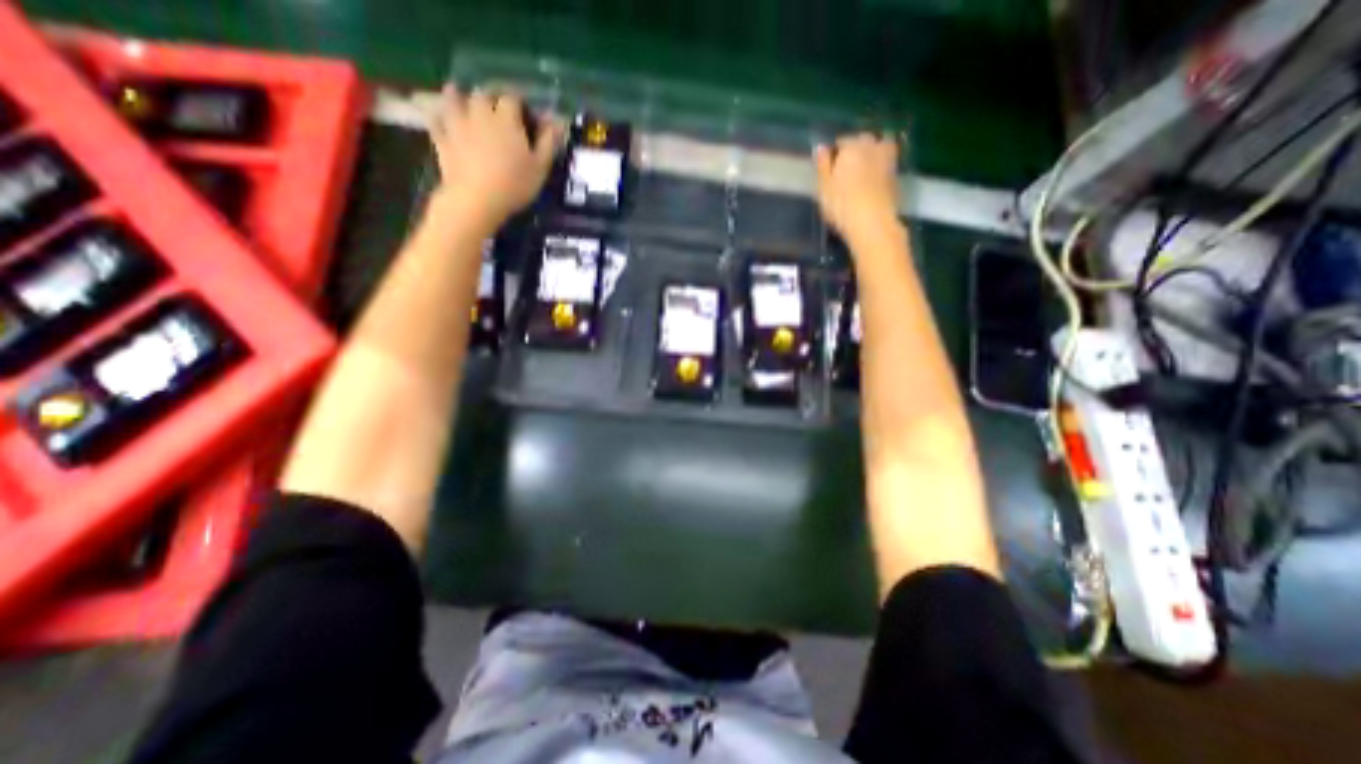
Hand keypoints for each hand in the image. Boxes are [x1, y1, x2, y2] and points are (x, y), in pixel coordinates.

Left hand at [434, 87, 567, 224]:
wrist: (477, 200)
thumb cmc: (515, 184)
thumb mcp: (540, 167)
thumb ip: (549, 142)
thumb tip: (559, 121)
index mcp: (506, 118)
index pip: (513, 98)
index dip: (520, 103)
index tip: (526, 114)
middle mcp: (480, 113)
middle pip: (483, 94)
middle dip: (491, 98)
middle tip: (497, 110)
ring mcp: (457, 124)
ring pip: (454, 99)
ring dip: (459, 96)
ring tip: (462, 98)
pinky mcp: (442, 139)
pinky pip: (436, 121)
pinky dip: (439, 117)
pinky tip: (441, 118)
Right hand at [818, 131, 901, 240]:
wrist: (872, 222)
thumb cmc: (841, 205)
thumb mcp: (824, 187)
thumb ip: (823, 165)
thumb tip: (821, 147)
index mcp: (851, 147)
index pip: (841, 142)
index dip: (834, 155)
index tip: (829, 170)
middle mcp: (871, 146)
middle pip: (862, 142)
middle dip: (854, 151)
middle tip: (845, 171)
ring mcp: (887, 158)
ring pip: (877, 149)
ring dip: (870, 155)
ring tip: (860, 173)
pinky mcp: (896, 173)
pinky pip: (885, 163)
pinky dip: (879, 167)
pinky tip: (871, 181)